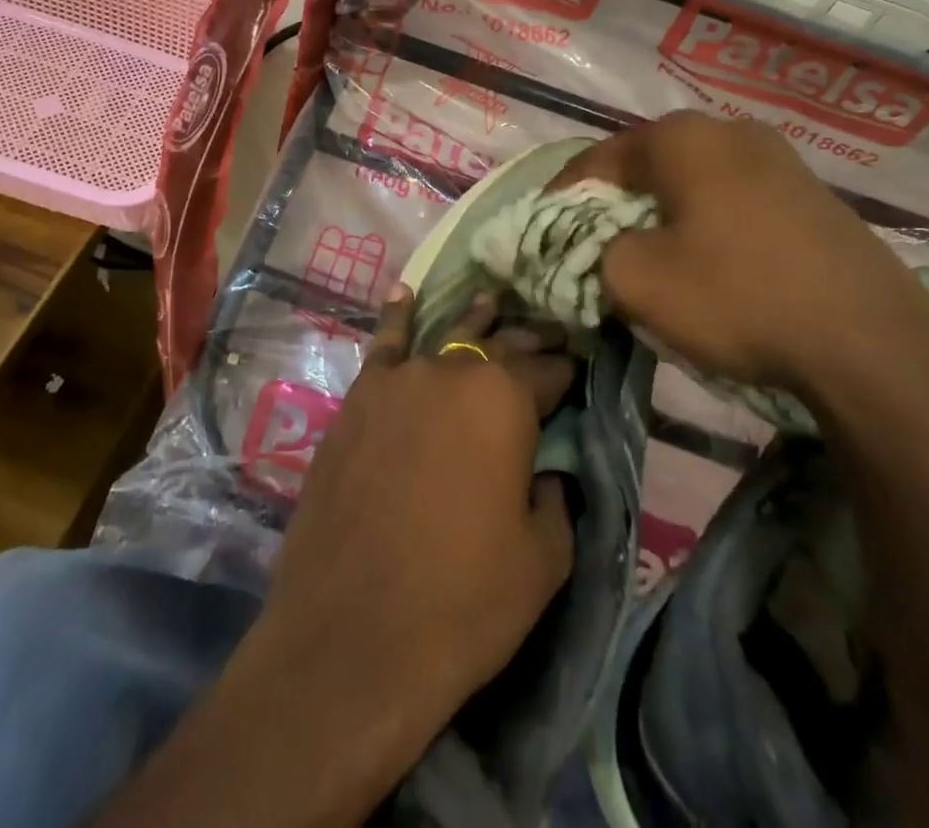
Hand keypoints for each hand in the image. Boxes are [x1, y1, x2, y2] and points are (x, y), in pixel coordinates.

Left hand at [252, 288, 576, 737]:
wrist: (352, 633)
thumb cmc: (462, 600)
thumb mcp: (543, 558)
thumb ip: (554, 496)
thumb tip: (547, 469)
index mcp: (505, 400)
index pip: (547, 371)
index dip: (565, 372)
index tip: (577, 369)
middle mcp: (452, 372)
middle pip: (499, 345)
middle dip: (527, 341)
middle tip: (547, 334)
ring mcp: (399, 380)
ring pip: (446, 336)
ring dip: (474, 322)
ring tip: (492, 302)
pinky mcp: (357, 399)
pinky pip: (383, 345)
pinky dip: (397, 316)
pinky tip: (404, 294)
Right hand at [556, 112, 928, 391]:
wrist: (872, 346)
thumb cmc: (737, 297)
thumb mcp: (636, 280)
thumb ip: (593, 250)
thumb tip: (600, 245)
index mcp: (682, 138)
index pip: (598, 157)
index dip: (563, 193)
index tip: (543, 225)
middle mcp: (731, 131)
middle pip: (647, 164)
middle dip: (613, 201)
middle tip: (593, 240)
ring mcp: (781, 160)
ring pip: (694, 181)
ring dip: (661, 212)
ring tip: (647, 251)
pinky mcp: (814, 196)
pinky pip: (735, 200)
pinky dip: (705, 223)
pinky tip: (708, 261)